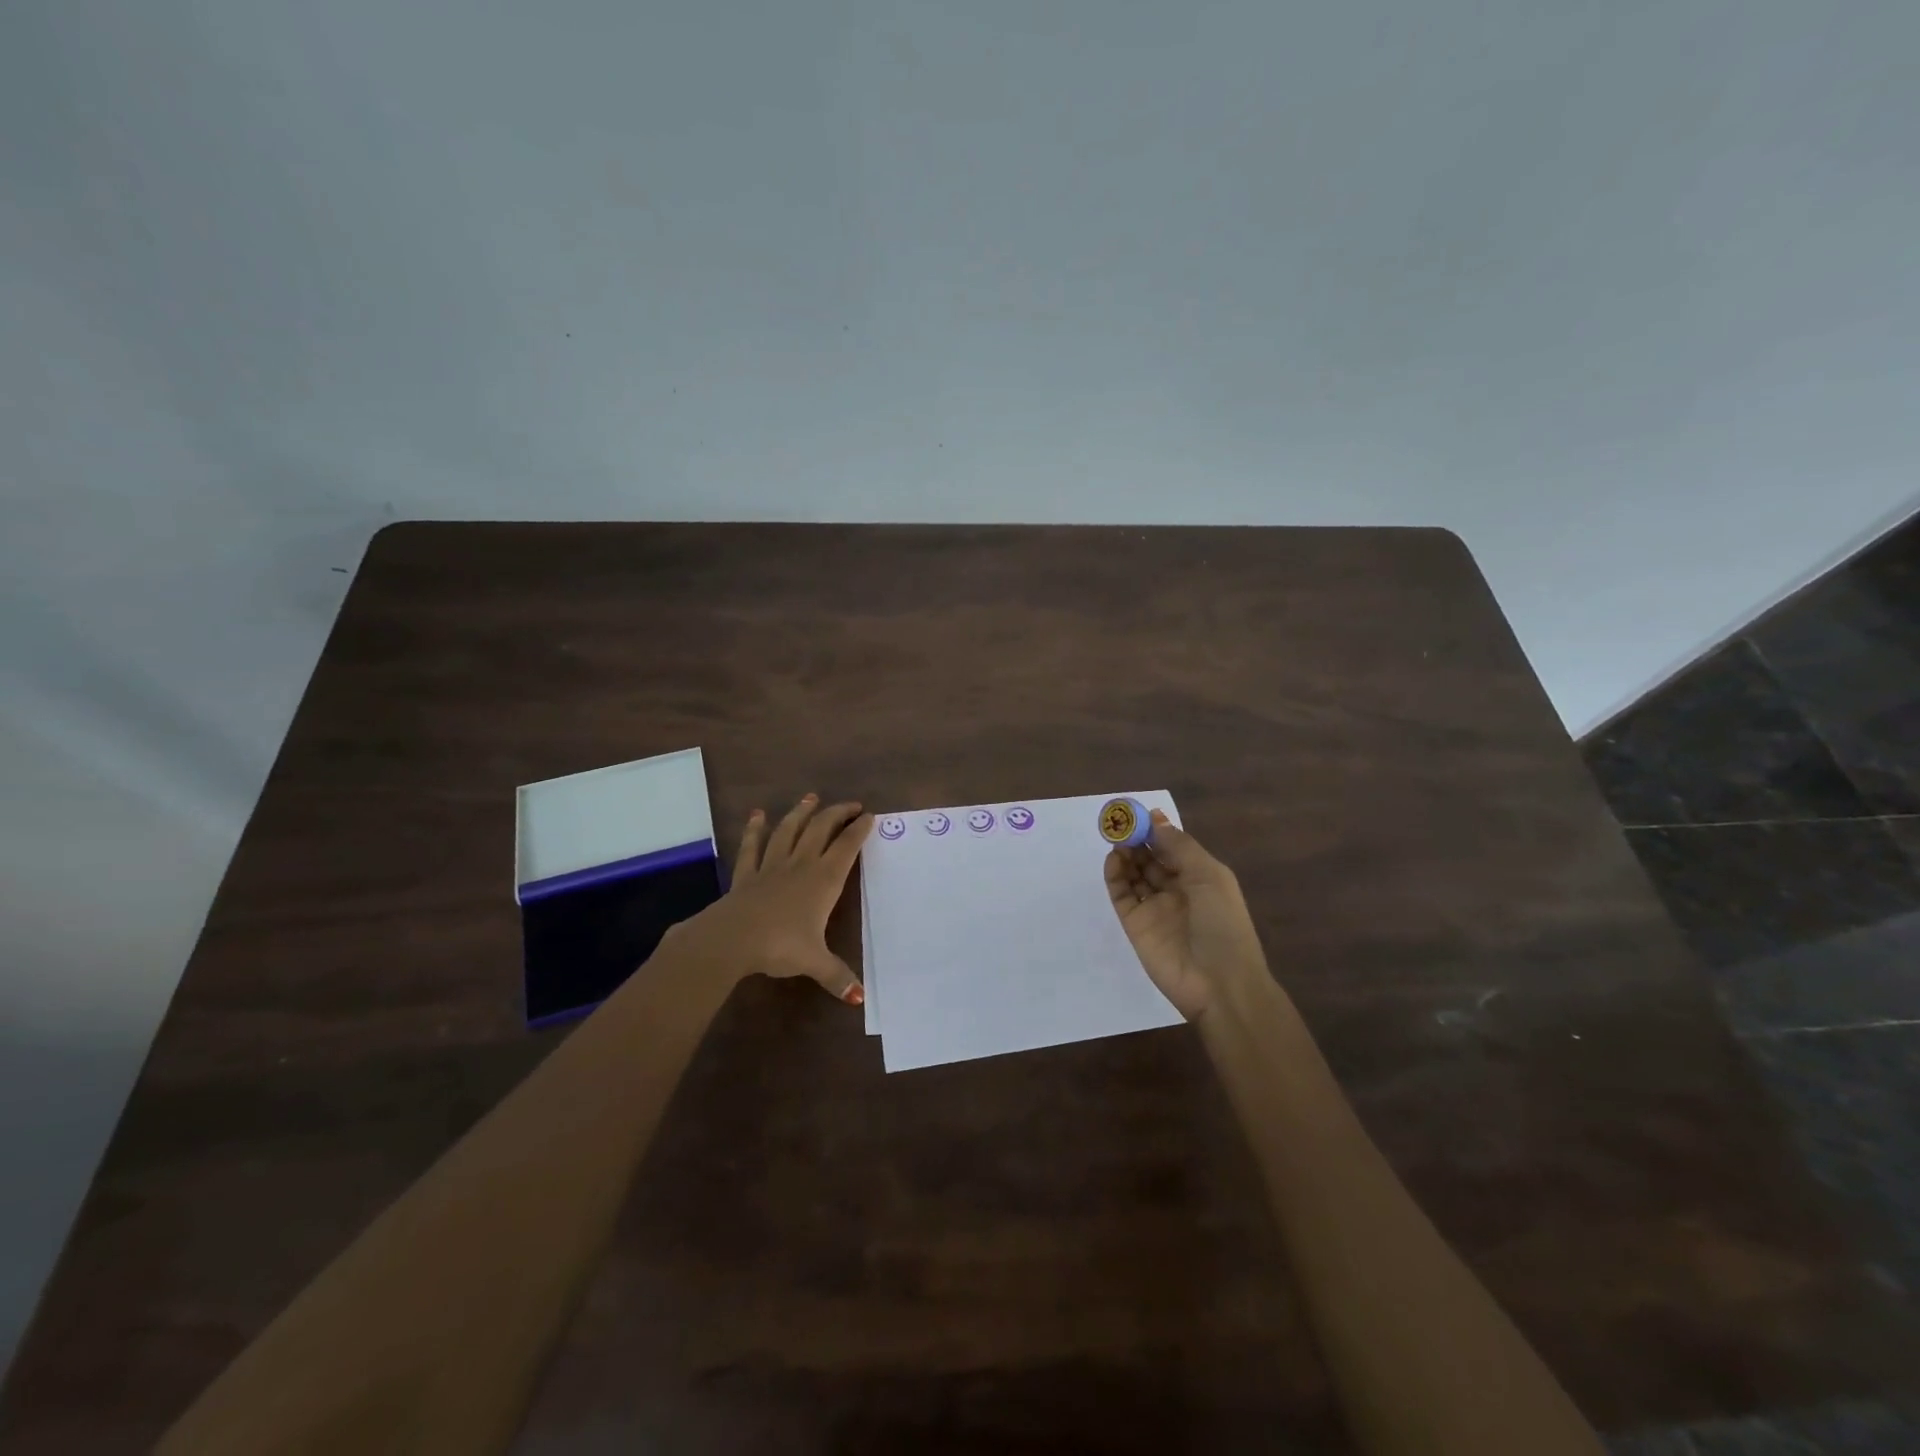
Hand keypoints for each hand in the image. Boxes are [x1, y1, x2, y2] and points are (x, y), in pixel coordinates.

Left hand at [673, 795, 872, 1003]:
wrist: (733, 938)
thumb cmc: (780, 945)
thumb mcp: (815, 962)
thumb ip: (837, 976)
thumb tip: (860, 998)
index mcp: (823, 880)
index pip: (847, 847)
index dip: (860, 830)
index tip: (870, 816)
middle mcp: (801, 865)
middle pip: (821, 829)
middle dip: (837, 813)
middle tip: (850, 805)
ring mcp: (771, 866)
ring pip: (789, 830)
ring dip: (801, 812)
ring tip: (810, 798)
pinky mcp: (747, 874)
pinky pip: (752, 846)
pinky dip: (755, 830)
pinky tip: (757, 816)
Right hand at [1103, 809, 1268, 1019]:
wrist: (1219, 984)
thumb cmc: (1223, 924)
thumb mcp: (1209, 876)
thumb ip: (1179, 846)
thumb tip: (1156, 817)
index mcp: (1201, 878)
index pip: (1174, 849)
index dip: (1157, 831)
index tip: (1139, 814)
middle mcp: (1177, 891)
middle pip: (1152, 860)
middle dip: (1138, 840)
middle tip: (1121, 823)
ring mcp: (1155, 909)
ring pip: (1135, 875)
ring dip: (1126, 855)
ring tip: (1117, 840)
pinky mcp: (1136, 925)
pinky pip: (1122, 895)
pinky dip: (1115, 877)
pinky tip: (1113, 860)